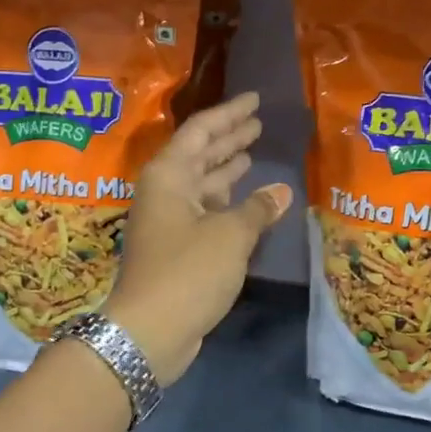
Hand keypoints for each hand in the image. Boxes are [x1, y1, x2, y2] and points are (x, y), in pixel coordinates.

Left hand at [104, 92, 294, 385]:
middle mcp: (164, 191)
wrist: (149, 331)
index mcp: (169, 176)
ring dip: (226, 168)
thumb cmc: (188, 271)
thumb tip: (281, 190)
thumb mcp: (230, 235)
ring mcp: (167, 220)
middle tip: (258, 122)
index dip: (230, 113)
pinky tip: (246, 199)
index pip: (201, 131)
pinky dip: (225, 201)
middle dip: (229, 138)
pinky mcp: (175, 246)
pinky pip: (204, 210)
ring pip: (201, 183)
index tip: (255, 99)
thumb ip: (257, 209)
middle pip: (199, 154)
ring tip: (252, 152)